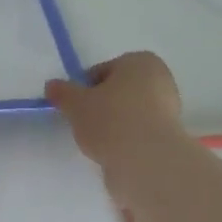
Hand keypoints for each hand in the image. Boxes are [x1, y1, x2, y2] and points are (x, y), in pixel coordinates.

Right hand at [44, 52, 184, 183]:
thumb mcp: (76, 104)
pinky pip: (137, 131)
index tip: (73, 108)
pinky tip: (114, 151)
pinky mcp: (169, 134)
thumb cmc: (110, 120)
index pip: (101, 71)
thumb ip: (62, 92)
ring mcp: (169, 107)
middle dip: (100, 106)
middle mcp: (160, 78)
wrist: (147, 160)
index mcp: (140, 61)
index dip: (82, 89)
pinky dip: (125, 139)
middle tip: (83, 125)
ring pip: (128, 112)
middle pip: (117, 91)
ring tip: (98, 142)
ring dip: (112, 124)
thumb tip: (52, 85)